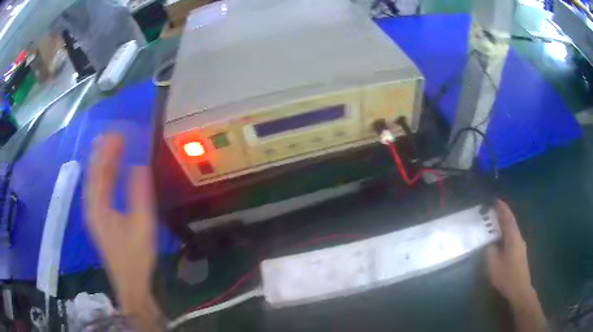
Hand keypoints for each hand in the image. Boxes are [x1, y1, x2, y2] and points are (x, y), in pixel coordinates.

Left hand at [84, 134, 158, 317]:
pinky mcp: (99, 219)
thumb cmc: (136, 256)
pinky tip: (108, 171)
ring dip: (101, 162)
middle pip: (94, 174)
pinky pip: (97, 190)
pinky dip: (102, 176)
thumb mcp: (142, 225)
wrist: (130, 283)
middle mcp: (91, 207)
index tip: (118, 132)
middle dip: (102, 152)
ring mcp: (94, 214)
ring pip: (94, 182)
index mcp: (98, 207)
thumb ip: (139, 194)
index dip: (108, 151)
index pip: (100, 171)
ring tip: (109, 145)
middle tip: (113, 133)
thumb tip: (139, 166)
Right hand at [486, 200, 532, 304]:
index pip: (508, 218)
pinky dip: (506, 234)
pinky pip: (512, 238)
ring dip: (505, 225)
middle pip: (511, 223)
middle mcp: (518, 238)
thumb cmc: (506, 276)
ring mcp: (521, 246)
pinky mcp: (520, 253)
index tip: (496, 200)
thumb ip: (490, 252)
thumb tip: (490, 244)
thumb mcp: (493, 265)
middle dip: (503, 216)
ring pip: (512, 231)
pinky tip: (501, 240)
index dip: (502, 208)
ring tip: (495, 225)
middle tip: (493, 211)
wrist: (520, 289)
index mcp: (513, 238)